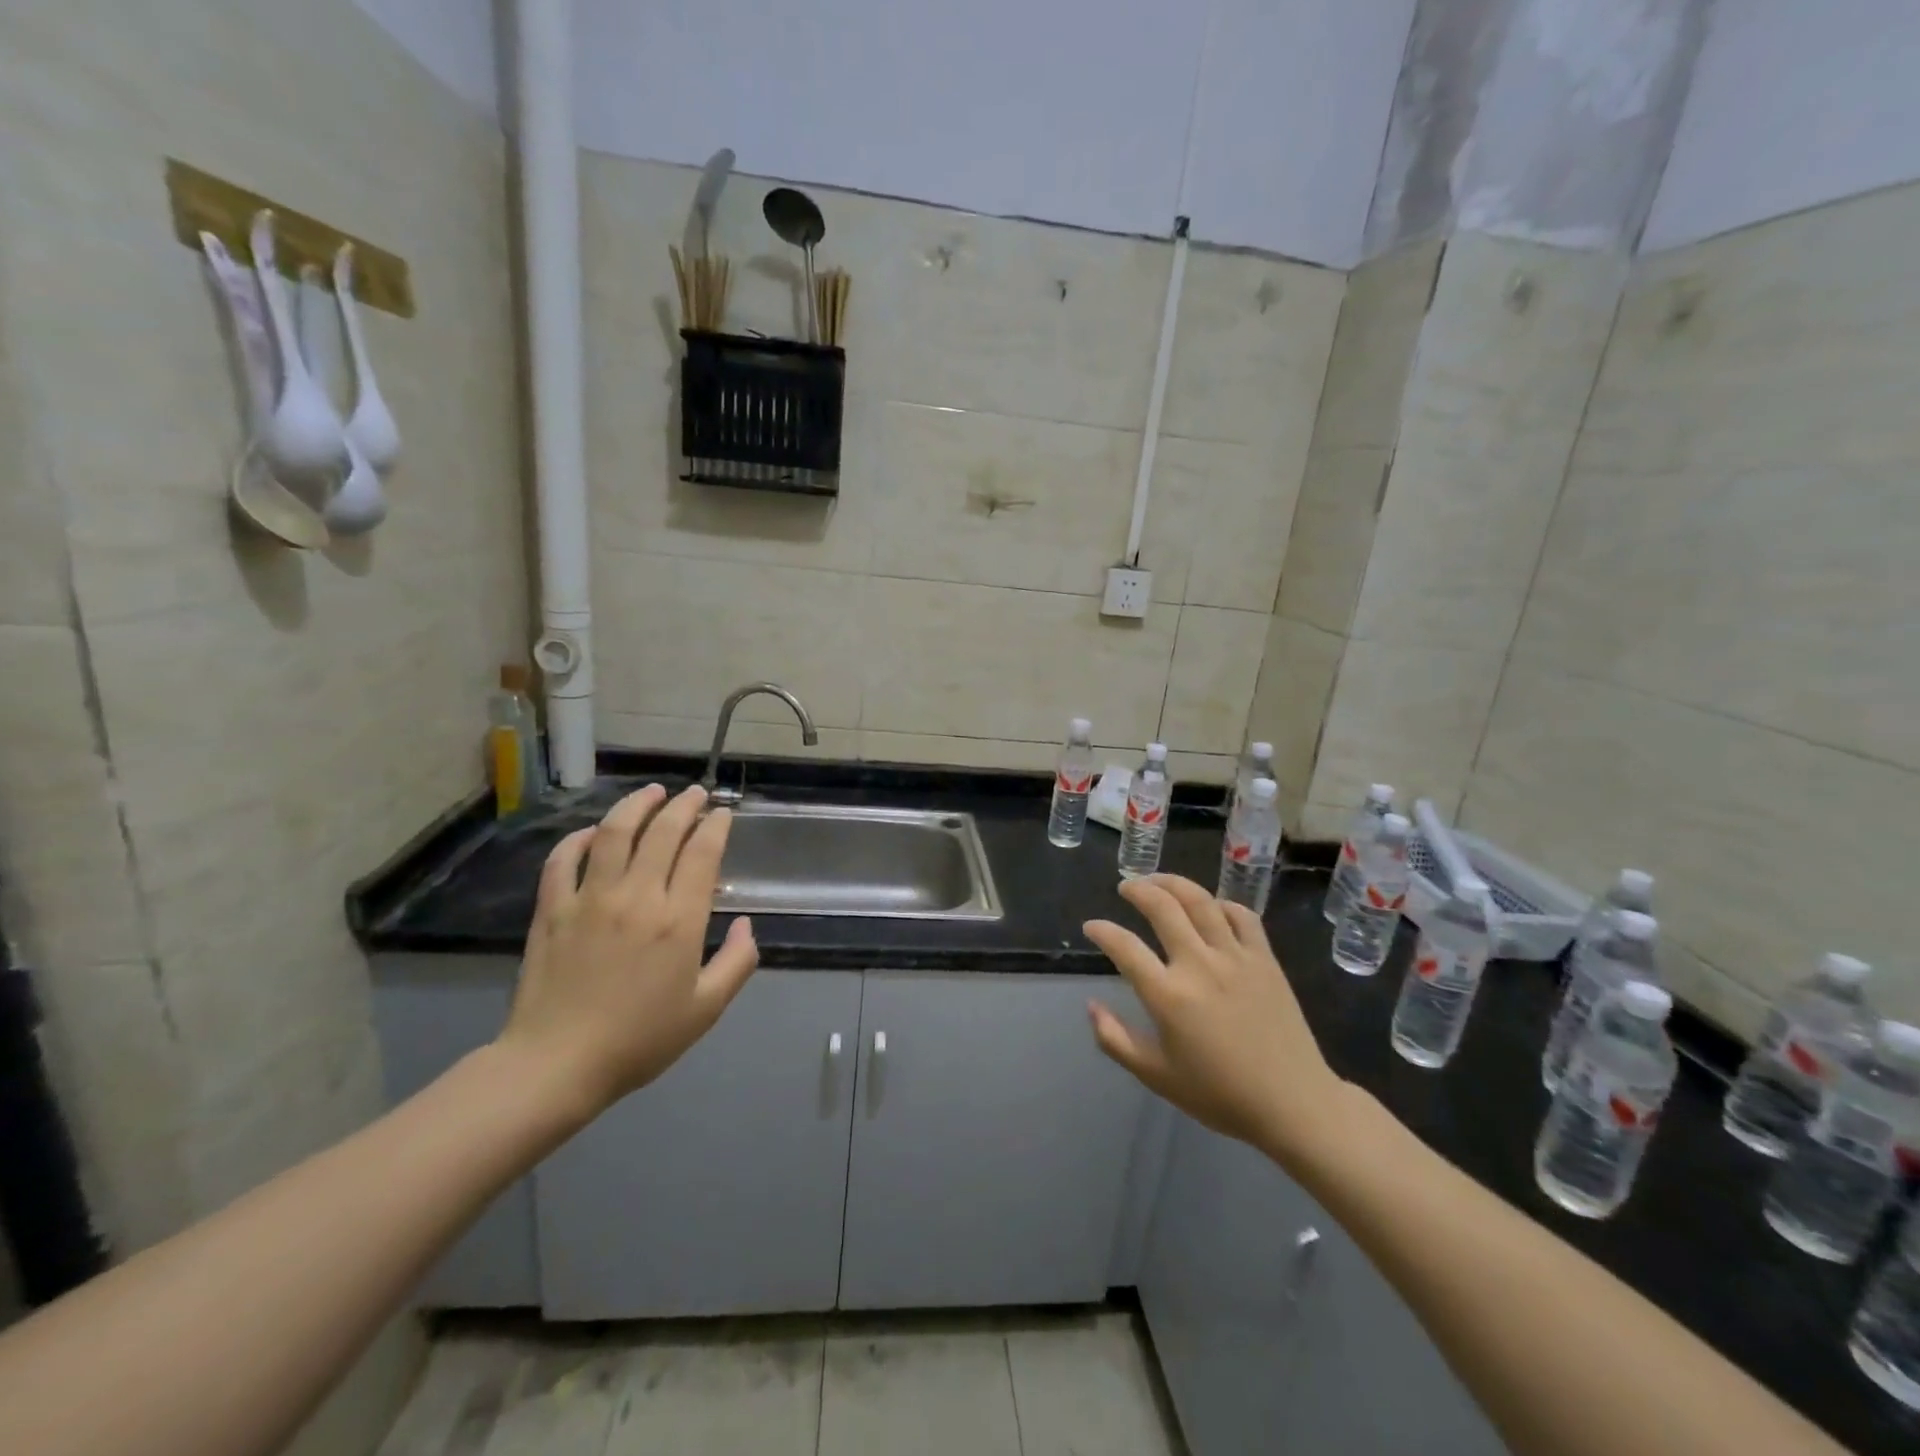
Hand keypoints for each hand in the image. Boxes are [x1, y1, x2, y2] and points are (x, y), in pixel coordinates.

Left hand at [498, 784, 758, 1118]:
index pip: (702, 853)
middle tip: (695, 794)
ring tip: (652, 792)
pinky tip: (594, 831)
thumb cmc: (640, 1040)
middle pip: (663, 832)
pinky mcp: (552, 910)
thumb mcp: (706, 1009)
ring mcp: (589, 899)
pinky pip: (564, 859)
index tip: (723, 814)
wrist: (557, 1065)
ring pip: (614, 833)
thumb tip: (745, 924)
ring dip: (636, 805)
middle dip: (684, 806)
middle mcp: (637, 897)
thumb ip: (737, 962)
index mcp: (679, 920)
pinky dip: (580, 838)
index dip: (716, 826)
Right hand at [1085, 875, 1350, 1167]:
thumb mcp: (1156, 1076)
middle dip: (1138, 890)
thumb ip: (1115, 1040)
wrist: (1293, 1104)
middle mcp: (1199, 965)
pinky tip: (1211, 907)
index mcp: (1168, 996)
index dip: (1102, 931)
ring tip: (1158, 881)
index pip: (1124, 948)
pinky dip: (1222, 903)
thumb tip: (1091, 1006)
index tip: (1091, 926)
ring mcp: (1235, 957)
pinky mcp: (1265, 959)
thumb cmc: (1219, 1094)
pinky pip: (1242, 916)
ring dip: (1174, 883)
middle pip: (1162, 907)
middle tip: (1126, 887)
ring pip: (1200, 901)